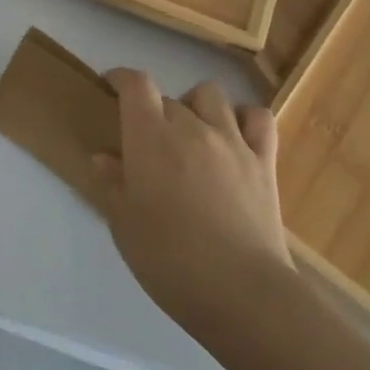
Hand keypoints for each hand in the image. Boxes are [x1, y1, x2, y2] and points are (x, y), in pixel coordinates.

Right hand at [90, 72, 291, 322]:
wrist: (242, 292)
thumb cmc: (170, 260)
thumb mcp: (124, 225)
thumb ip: (113, 184)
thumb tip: (105, 157)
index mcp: (150, 138)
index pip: (136, 84)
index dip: (121, 78)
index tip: (110, 87)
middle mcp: (191, 127)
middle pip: (168, 98)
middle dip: (153, 111)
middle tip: (147, 143)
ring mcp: (232, 141)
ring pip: (211, 96)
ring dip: (195, 106)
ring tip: (190, 133)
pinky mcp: (264, 161)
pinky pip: (258, 118)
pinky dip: (244, 117)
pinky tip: (234, 135)